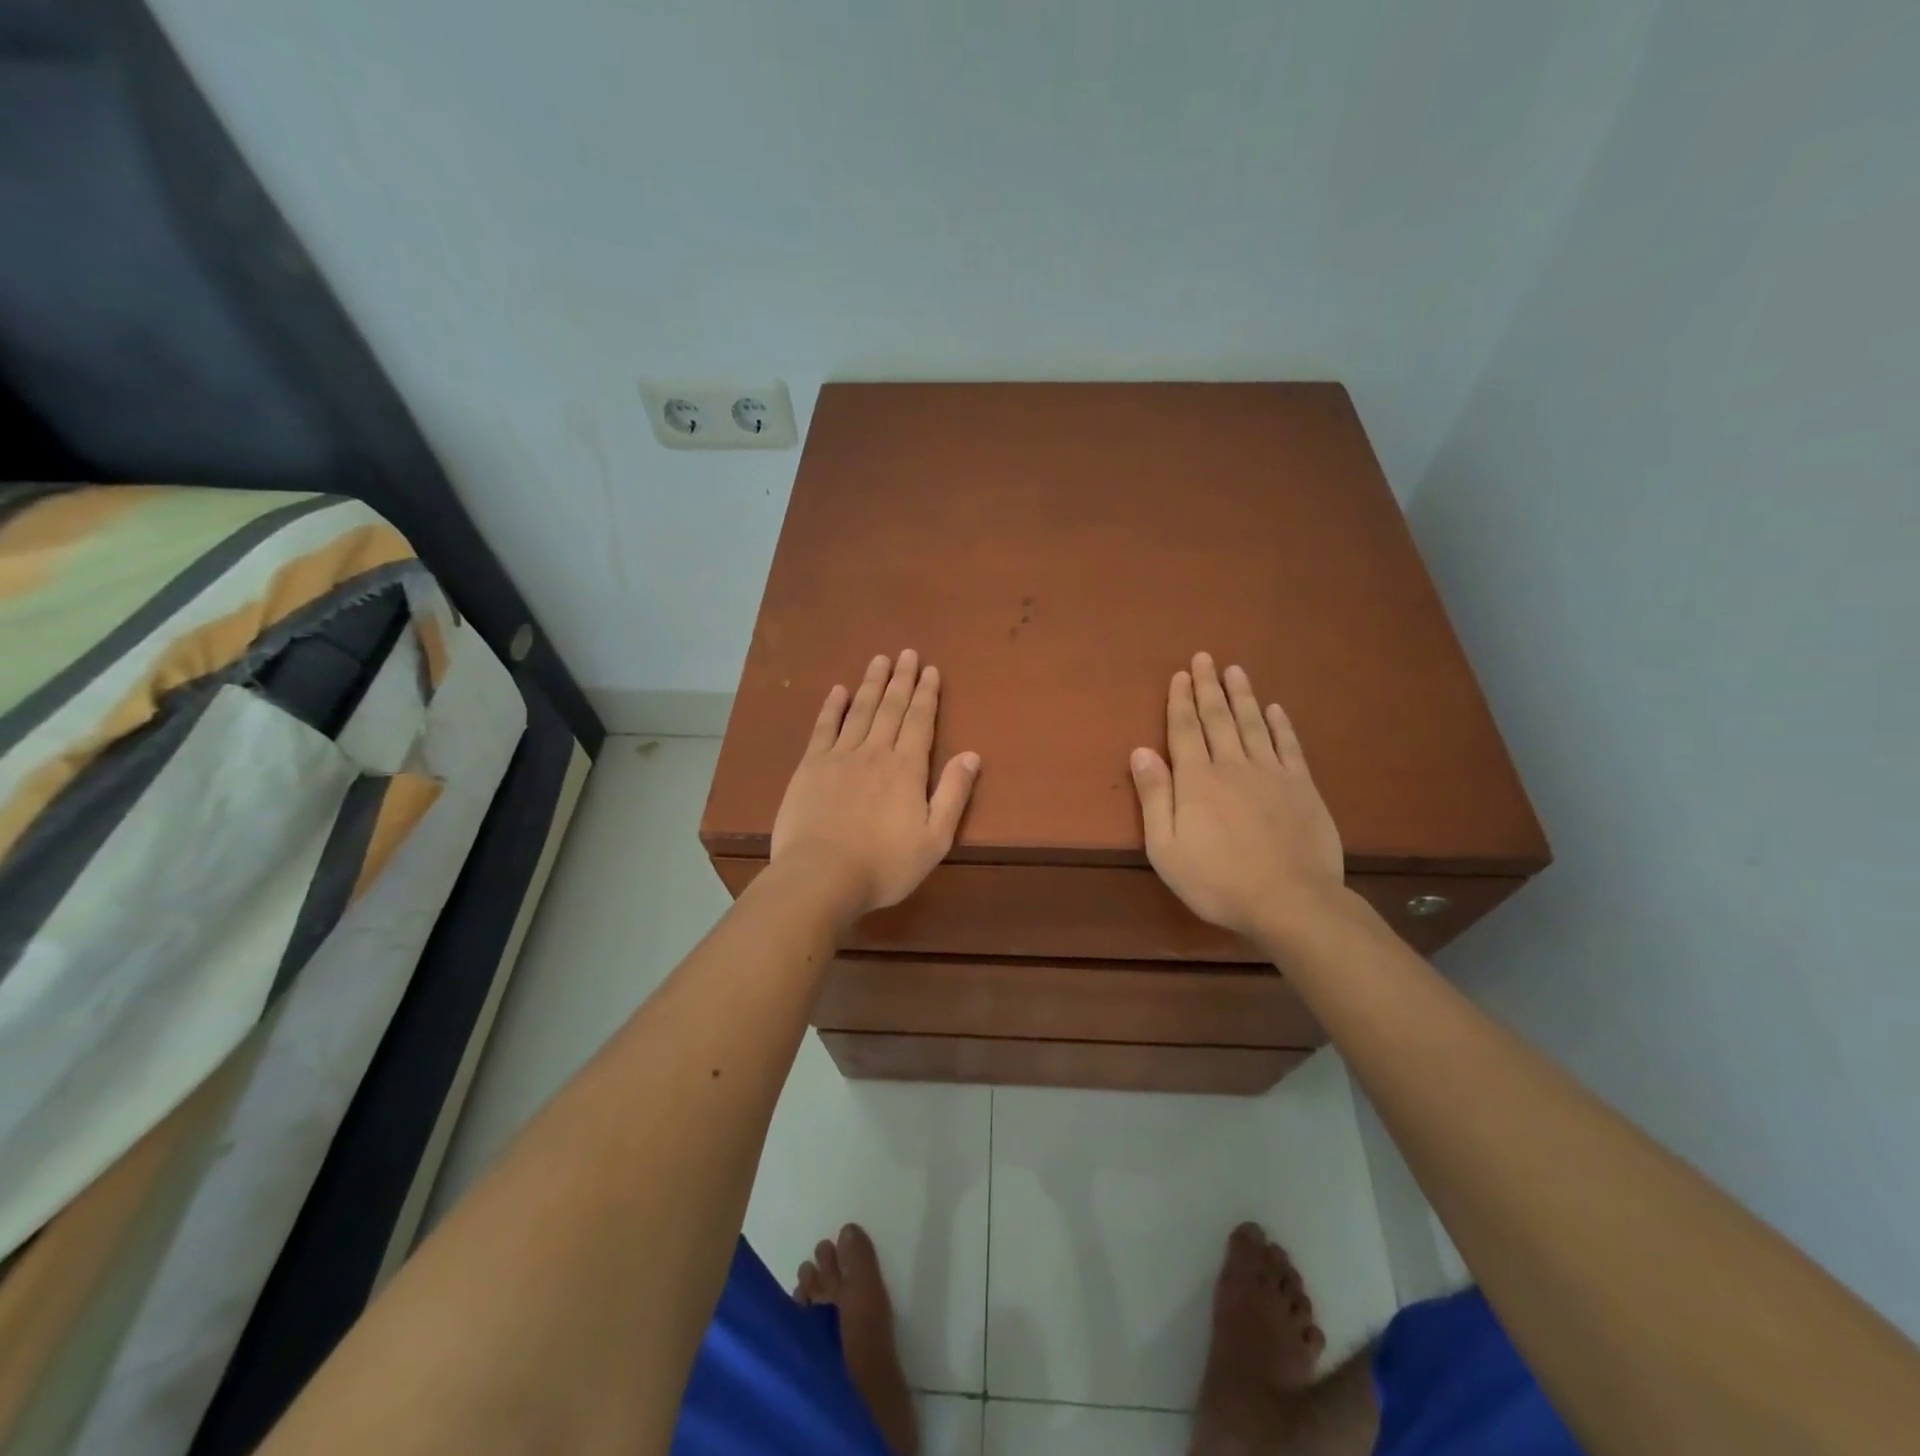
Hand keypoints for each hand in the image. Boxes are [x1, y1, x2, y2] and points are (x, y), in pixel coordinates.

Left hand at [771, 651, 980, 923]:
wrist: (821, 876)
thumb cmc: (884, 865)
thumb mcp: (934, 839)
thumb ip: (953, 794)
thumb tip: (972, 755)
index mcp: (907, 769)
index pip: (920, 722)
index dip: (927, 694)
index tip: (930, 670)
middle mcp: (875, 753)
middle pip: (891, 708)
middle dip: (901, 680)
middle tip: (907, 653)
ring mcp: (839, 757)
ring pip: (859, 711)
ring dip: (871, 684)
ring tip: (879, 660)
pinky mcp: (810, 767)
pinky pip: (823, 728)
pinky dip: (832, 708)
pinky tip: (837, 690)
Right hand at [1129, 653, 1344, 946]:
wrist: (1290, 901)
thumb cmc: (1217, 880)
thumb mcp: (1166, 847)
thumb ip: (1155, 796)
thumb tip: (1140, 751)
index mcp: (1196, 780)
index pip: (1184, 729)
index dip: (1180, 700)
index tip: (1179, 674)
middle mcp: (1232, 765)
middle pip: (1218, 718)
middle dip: (1208, 687)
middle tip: (1205, 657)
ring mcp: (1271, 773)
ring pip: (1253, 724)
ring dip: (1242, 695)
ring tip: (1235, 670)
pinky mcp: (1301, 787)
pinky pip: (1288, 746)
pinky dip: (1280, 725)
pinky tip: (1275, 709)